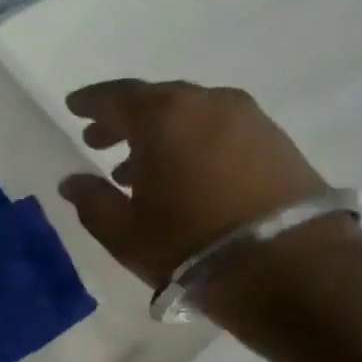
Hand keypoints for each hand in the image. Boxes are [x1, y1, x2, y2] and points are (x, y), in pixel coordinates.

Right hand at [59, 80, 356, 301]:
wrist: (289, 264)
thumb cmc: (187, 243)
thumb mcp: (122, 230)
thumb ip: (91, 200)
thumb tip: (73, 181)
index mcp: (163, 117)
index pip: (117, 96)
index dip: (91, 102)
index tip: (73, 107)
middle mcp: (207, 104)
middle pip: (156, 100)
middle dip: (124, 118)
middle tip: (98, 140)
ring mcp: (248, 120)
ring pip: (190, 114)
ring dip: (159, 134)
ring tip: (134, 167)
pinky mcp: (276, 142)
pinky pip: (218, 130)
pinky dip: (191, 142)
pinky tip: (180, 174)